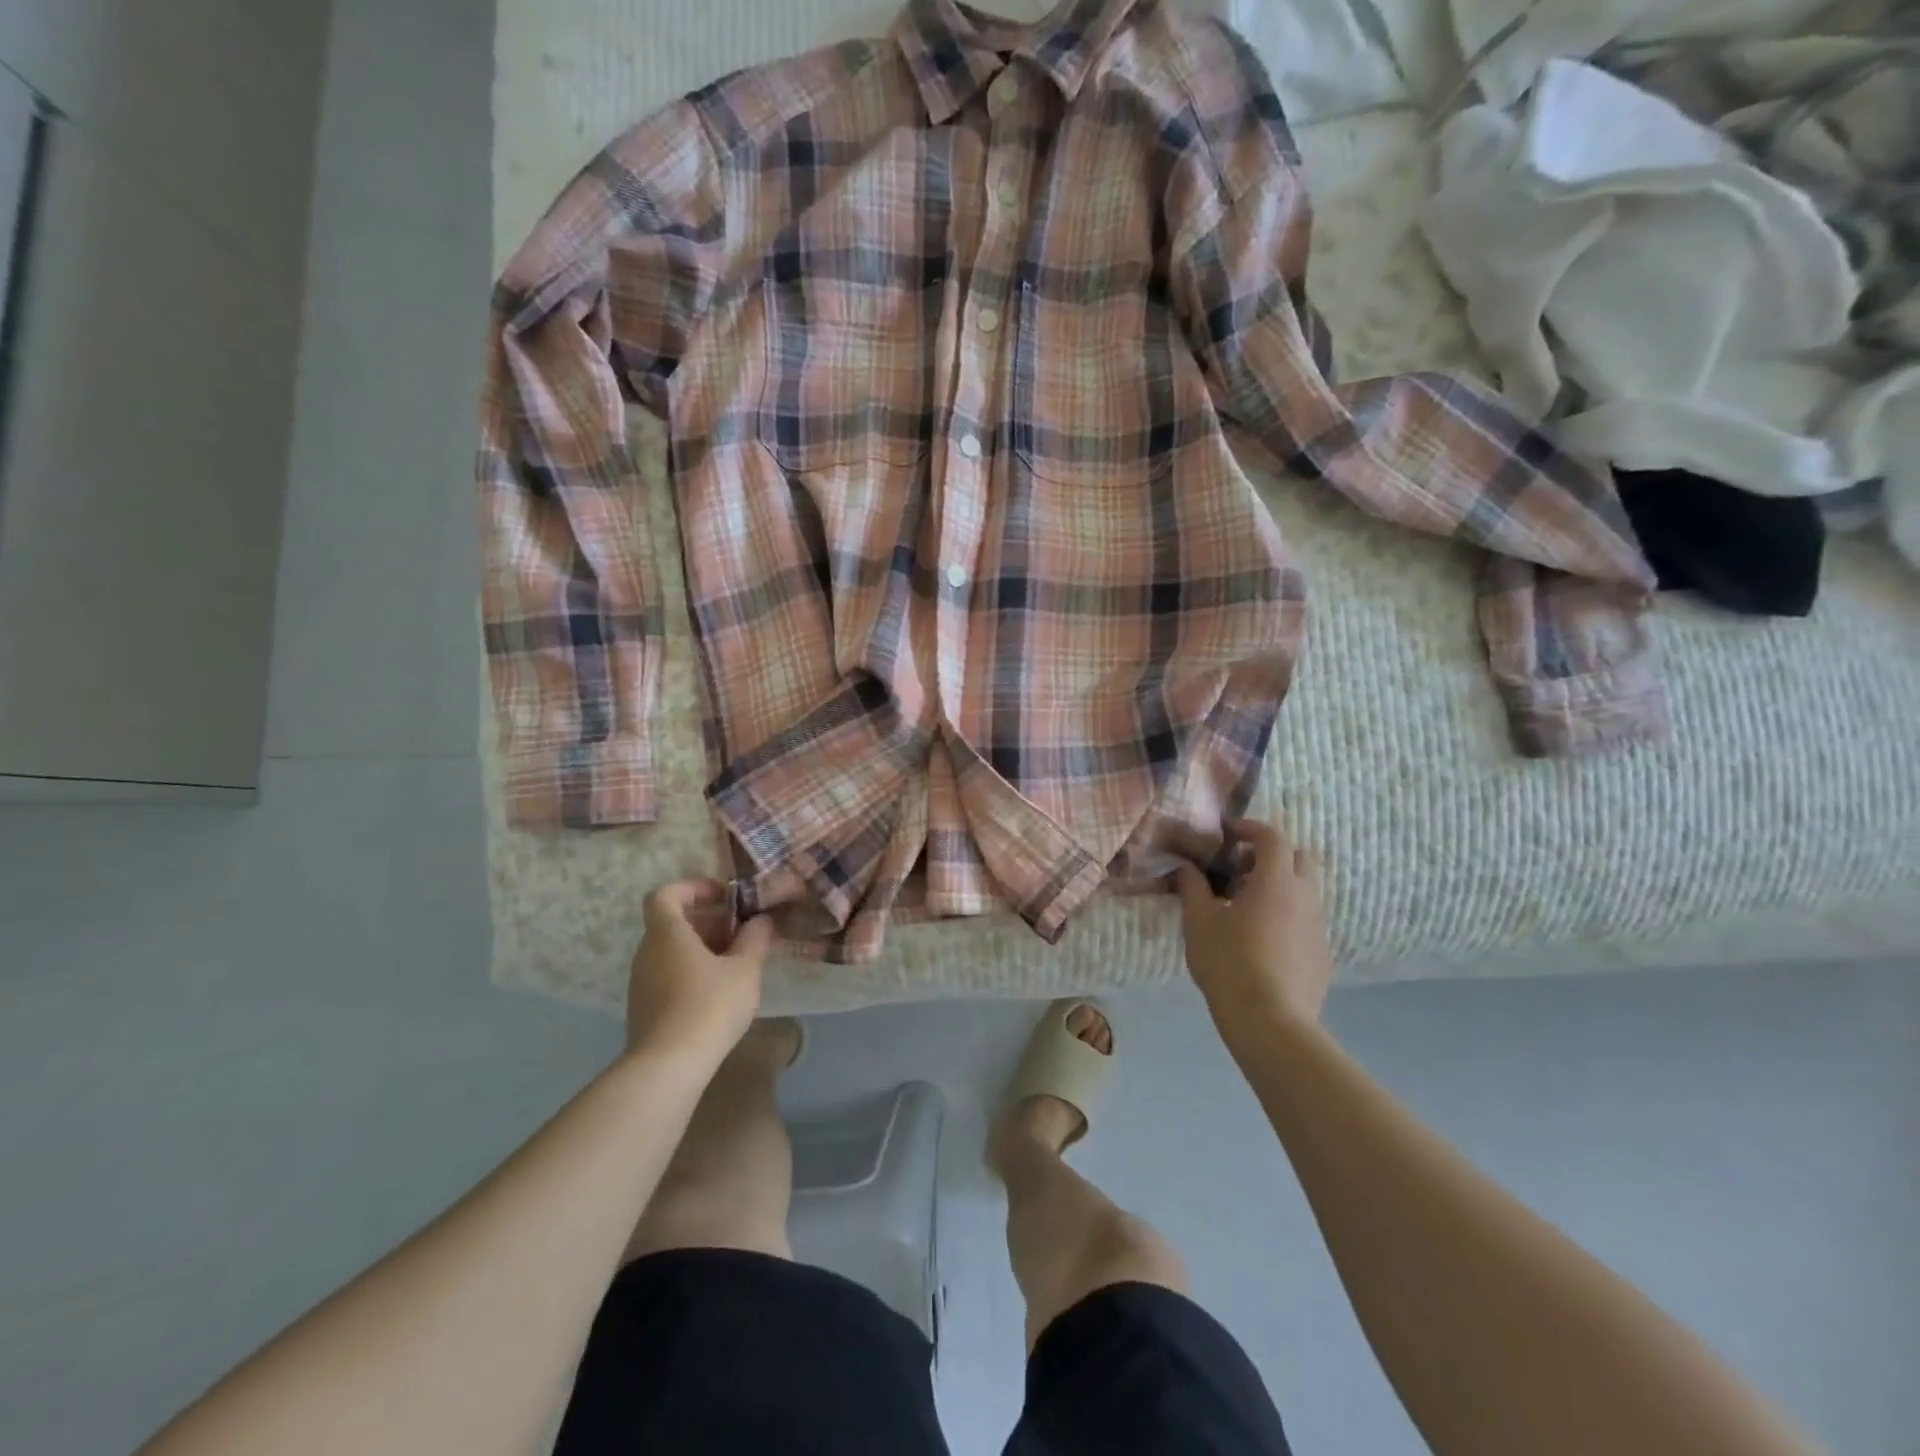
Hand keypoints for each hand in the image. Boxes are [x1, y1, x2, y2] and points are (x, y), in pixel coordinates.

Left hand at [626, 880, 774, 1060]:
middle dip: (710, 922)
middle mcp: (647, 952)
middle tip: (743, 934)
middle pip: (673, 923)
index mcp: (667, 933)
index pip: (666, 894)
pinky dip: (693, 973)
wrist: (668, 1067)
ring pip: (672, 951)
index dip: (694, 888)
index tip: (724, 897)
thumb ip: (755, 938)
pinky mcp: (644, 1009)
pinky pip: (669, 976)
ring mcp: (642, 982)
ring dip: (704, 950)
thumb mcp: (745, 969)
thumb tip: (761, 920)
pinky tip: (720, 994)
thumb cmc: (709, 1006)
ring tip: (738, 965)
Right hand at [1175, 817, 1332, 1039]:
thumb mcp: (1199, 921)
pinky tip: (1261, 940)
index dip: (1249, 828)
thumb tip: (1187, 868)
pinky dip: (1286, 915)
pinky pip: (1306, 920)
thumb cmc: (1229, 963)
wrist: (1271, 1022)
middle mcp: (1305, 896)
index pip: (1271, 836)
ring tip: (1246, 907)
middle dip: (1269, 855)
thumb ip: (1192, 887)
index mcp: (1276, 881)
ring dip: (1279, 886)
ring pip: (1305, 890)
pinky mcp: (1322, 954)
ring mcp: (1318, 926)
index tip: (1227, 833)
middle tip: (1238, 871)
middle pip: (1297, 858)